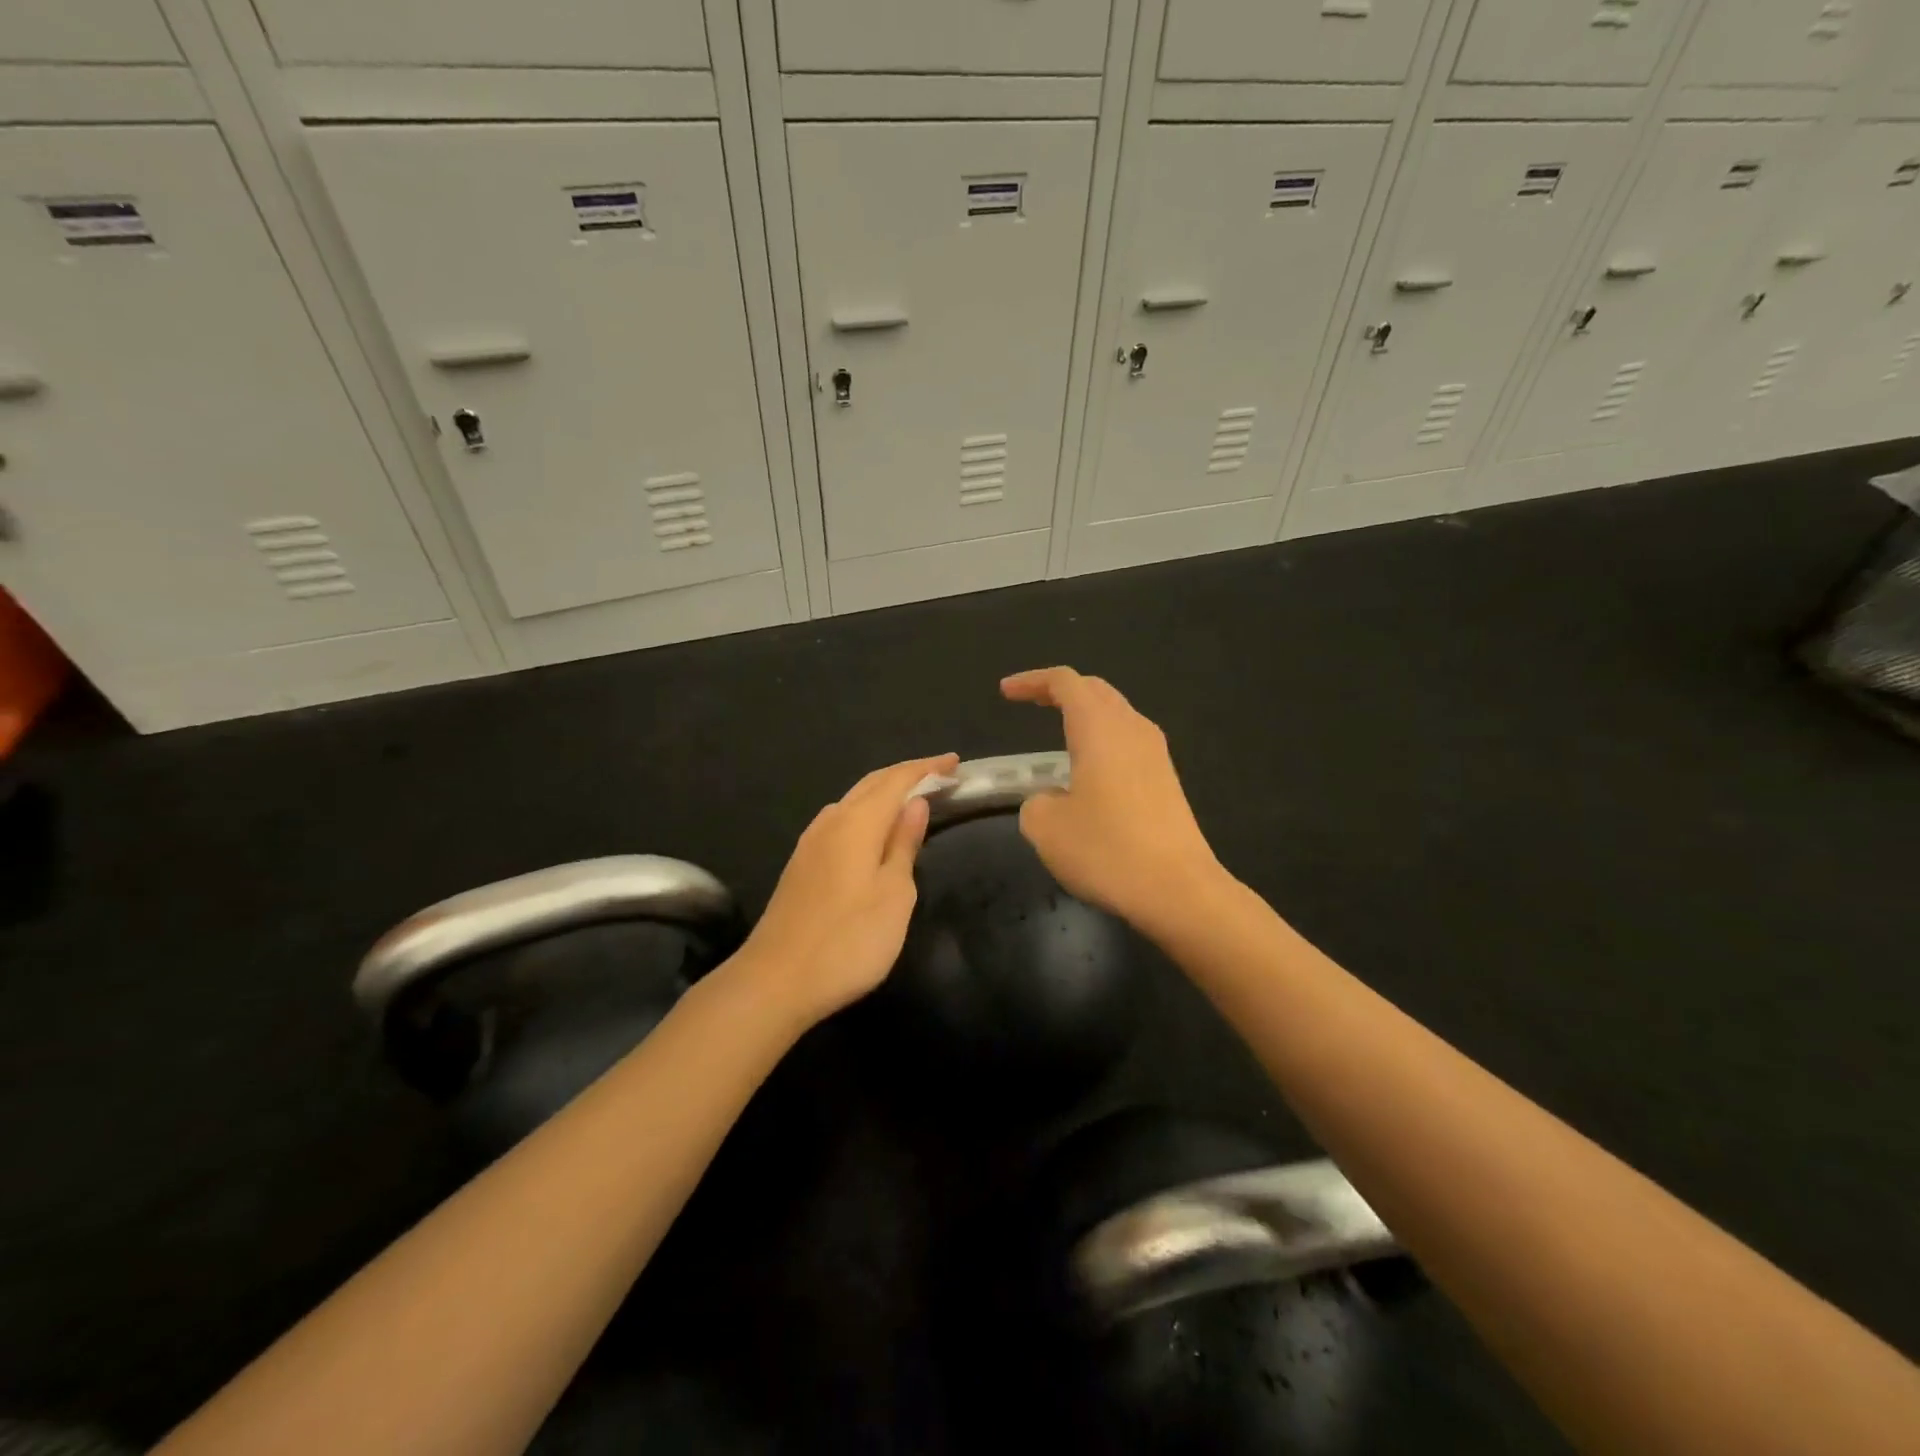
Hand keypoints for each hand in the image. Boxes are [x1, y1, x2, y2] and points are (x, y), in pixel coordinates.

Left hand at [734, 753, 957, 1027]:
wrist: (776, 981)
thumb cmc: (848, 940)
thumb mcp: (894, 895)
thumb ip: (904, 845)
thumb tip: (915, 804)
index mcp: (857, 823)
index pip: (897, 780)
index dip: (927, 768)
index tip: (955, 762)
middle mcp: (830, 822)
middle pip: (872, 784)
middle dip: (907, 775)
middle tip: (941, 776)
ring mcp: (810, 843)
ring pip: (853, 801)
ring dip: (884, 793)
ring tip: (913, 799)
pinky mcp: (801, 864)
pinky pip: (841, 820)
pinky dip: (866, 813)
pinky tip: (873, 830)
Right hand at [1001, 668, 1223, 927]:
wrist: (1179, 889)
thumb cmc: (1107, 850)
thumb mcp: (1046, 828)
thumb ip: (1035, 802)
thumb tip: (1050, 800)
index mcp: (1099, 728)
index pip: (1065, 682)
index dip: (1032, 681)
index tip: (1006, 693)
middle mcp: (1132, 729)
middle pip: (1095, 690)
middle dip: (1060, 691)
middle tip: (1030, 702)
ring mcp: (1156, 754)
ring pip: (1116, 714)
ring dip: (1085, 714)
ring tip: (1058, 732)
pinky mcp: (1167, 780)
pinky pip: (1129, 741)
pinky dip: (1102, 740)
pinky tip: (1089, 768)